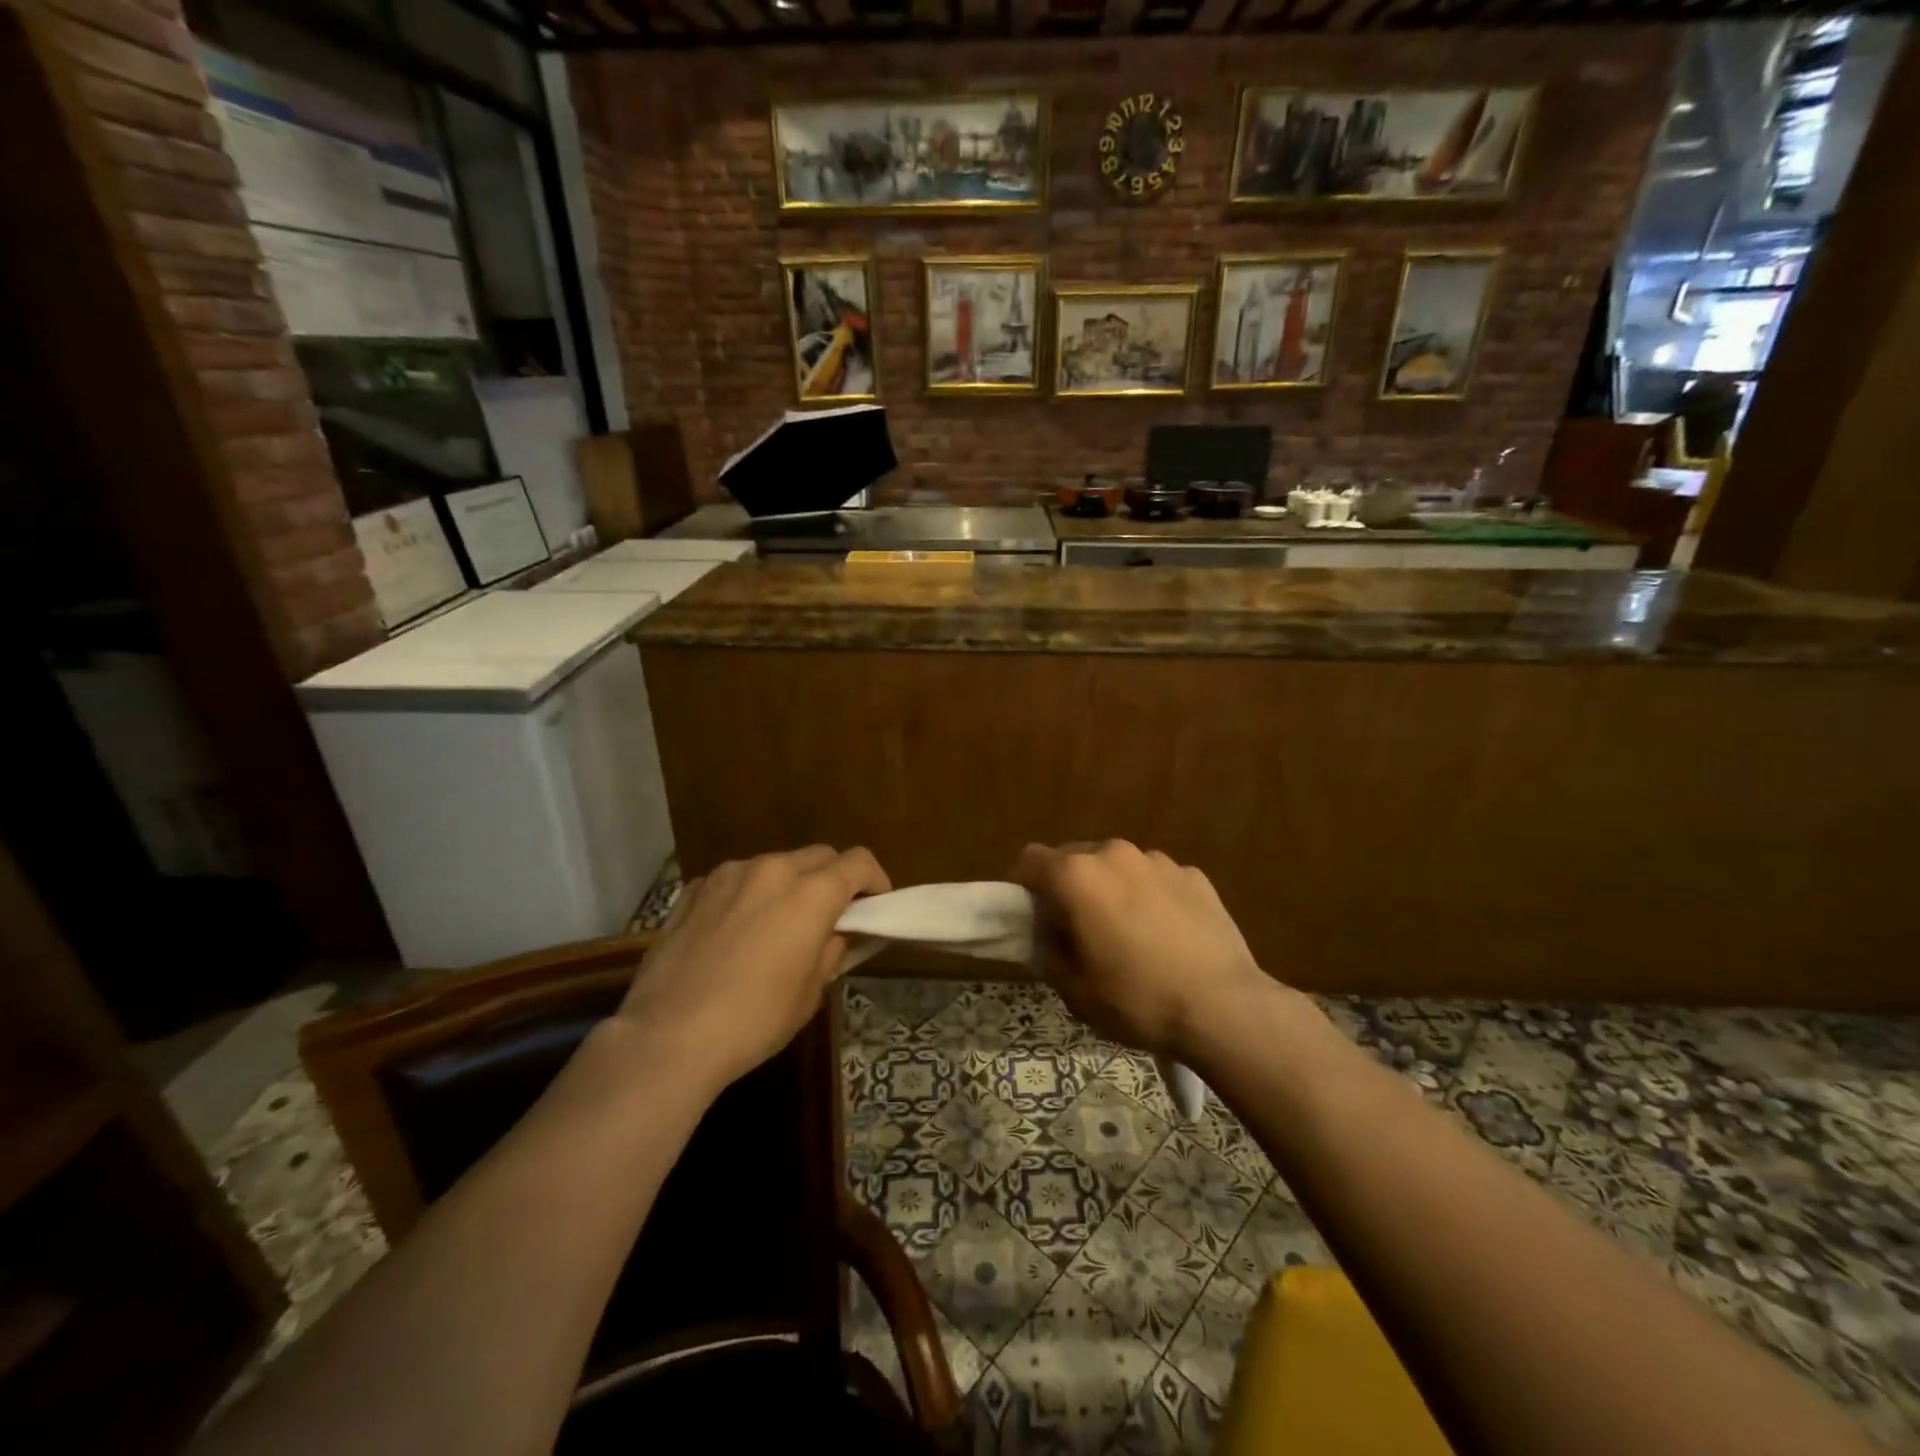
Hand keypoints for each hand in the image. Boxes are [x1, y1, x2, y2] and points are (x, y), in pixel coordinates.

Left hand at [618, 846, 889, 1094]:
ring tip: (779, 922)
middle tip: (831, 915)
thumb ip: (830, 951)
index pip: (858, 863)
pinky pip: (734, 880)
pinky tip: (736, 929)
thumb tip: (835, 934)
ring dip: (788, 884)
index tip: (875, 905)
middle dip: (833, 878)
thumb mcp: (810, 994)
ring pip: (774, 864)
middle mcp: (772, 870)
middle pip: (819, 856)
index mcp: (810, 894)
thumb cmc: (754, 1020)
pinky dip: (748, 894)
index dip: (875, 880)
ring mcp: (728, 875)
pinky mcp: (694, 890)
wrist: (667, 1037)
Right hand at [1012, 840, 1270, 1060]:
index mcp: (1077, 876)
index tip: (1032, 917)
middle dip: (1069, 887)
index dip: (1023, 887)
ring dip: (1111, 889)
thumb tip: (1047, 936)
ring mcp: (1158, 860)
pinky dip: (1150, 896)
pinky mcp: (1193, 874)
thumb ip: (1049, 953)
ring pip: (1118, 867)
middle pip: (1075, 858)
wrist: (1224, 1007)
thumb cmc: (1137, 999)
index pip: (1030, 860)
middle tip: (1078, 929)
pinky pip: (1156, 879)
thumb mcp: (1075, 991)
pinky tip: (1166, 935)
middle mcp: (1114, 853)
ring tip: (1128, 933)